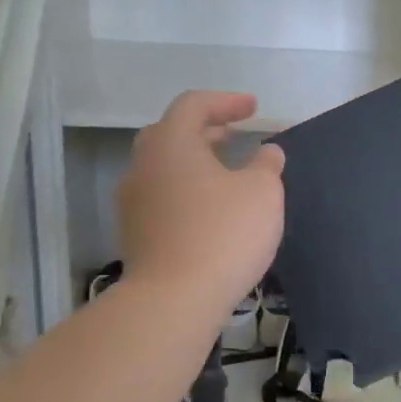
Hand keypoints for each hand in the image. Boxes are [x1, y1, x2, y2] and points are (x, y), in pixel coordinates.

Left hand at [116, 92, 284, 316]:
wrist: (174, 300)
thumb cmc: (223, 234)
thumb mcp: (262, 193)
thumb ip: (266, 165)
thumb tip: (267, 152)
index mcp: (171, 144)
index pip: (193, 105)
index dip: (226, 102)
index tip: (253, 109)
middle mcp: (143, 166)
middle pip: (171, 134)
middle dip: (205, 130)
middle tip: (234, 135)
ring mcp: (133, 202)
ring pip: (164, 168)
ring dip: (195, 163)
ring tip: (226, 173)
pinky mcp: (135, 234)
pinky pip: (162, 197)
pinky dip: (186, 191)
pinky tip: (210, 210)